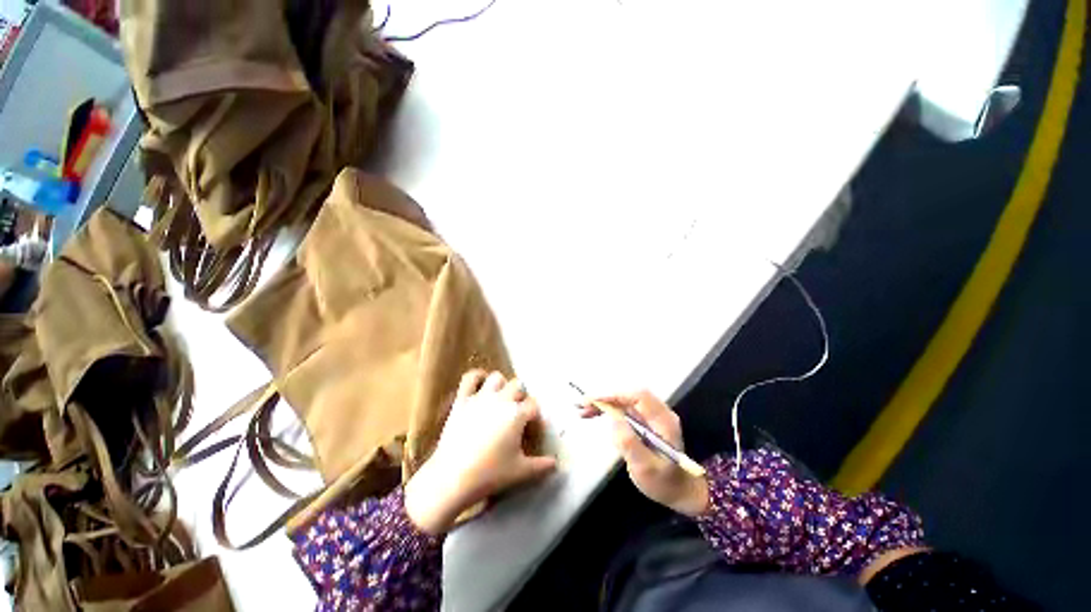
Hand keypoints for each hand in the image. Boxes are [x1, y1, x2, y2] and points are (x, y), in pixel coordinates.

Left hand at [405, 370, 556, 534]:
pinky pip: (470, 378)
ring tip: (501, 399)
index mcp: (517, 414)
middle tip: (517, 415)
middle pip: (518, 386)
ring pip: (497, 377)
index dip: (536, 417)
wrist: (452, 478)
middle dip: (521, 397)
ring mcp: (480, 397)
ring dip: (502, 385)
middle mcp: (502, 400)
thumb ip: (541, 466)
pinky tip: (481, 383)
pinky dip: (477, 377)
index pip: (534, 406)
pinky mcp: (462, 400)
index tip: (533, 430)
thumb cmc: (490, 474)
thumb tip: (555, 463)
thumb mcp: (521, 472)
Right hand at [580, 390, 708, 516]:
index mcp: (663, 420)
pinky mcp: (643, 420)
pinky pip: (623, 409)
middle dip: (604, 398)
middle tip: (582, 406)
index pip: (638, 397)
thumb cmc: (664, 483)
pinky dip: (607, 410)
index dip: (615, 395)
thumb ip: (630, 443)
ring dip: (603, 403)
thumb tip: (614, 420)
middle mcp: (657, 412)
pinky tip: (594, 414)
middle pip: (628, 395)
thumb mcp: (646, 468)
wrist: (680, 491)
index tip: (594, 401)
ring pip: (623, 400)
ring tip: (583, 411)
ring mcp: (650, 415)